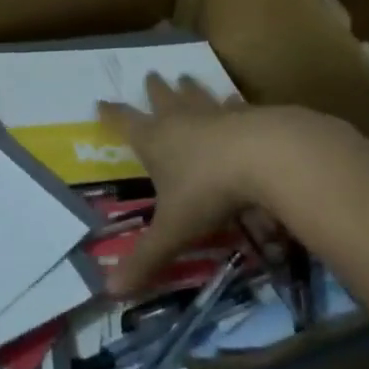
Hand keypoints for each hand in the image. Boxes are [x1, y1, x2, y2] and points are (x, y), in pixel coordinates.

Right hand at [98, 77, 347, 296]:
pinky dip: (233, 105)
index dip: (112, 115)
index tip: (100, 101)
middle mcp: (182, 121)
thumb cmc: (210, 190)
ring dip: (190, 88)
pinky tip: (237, 102)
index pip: (125, 123)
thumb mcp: (174, 228)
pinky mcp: (252, 116)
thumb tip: (109, 294)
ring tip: (186, 76)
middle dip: (155, 90)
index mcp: (156, 141)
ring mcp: (217, 115)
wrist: (267, 157)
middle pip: (163, 99)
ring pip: (198, 96)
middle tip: (152, 75)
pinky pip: (237, 107)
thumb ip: (146, 258)